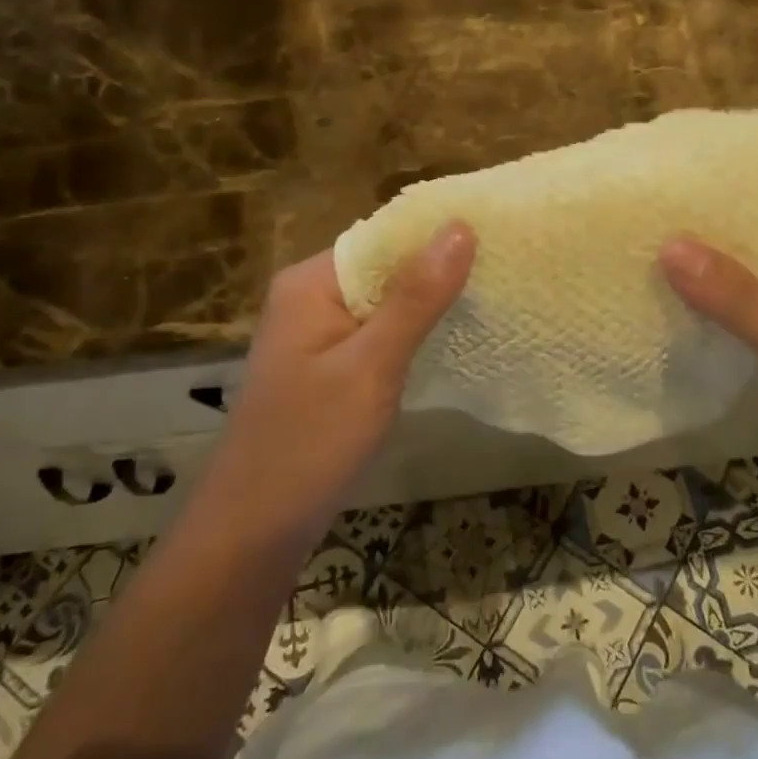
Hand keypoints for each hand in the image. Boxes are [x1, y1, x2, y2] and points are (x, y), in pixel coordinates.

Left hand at [216, 223, 474, 536]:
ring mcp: (316, 333)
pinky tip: (449, 340)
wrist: (253, 532)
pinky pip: (376, 333)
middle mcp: (310, 296)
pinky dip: (410, 334)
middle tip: (504, 274)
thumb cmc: (310, 443)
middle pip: (385, 267)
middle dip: (438, 271)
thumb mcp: (371, 367)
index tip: (498, 238)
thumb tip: (460, 226)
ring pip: (384, 302)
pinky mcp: (327, 365)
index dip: (438, 235)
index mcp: (311, 282)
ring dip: (428, 304)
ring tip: (491, 300)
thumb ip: (416, 297)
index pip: (384, 237)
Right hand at [660, 229, 757, 505]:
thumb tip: (668, 243)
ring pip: (743, 299)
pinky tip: (674, 331)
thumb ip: (733, 296)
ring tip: (636, 283)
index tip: (645, 215)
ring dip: (702, 296)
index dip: (703, 218)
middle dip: (694, 258)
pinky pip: (748, 332)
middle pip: (744, 260)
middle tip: (627, 251)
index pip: (753, 223)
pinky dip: (717, 329)